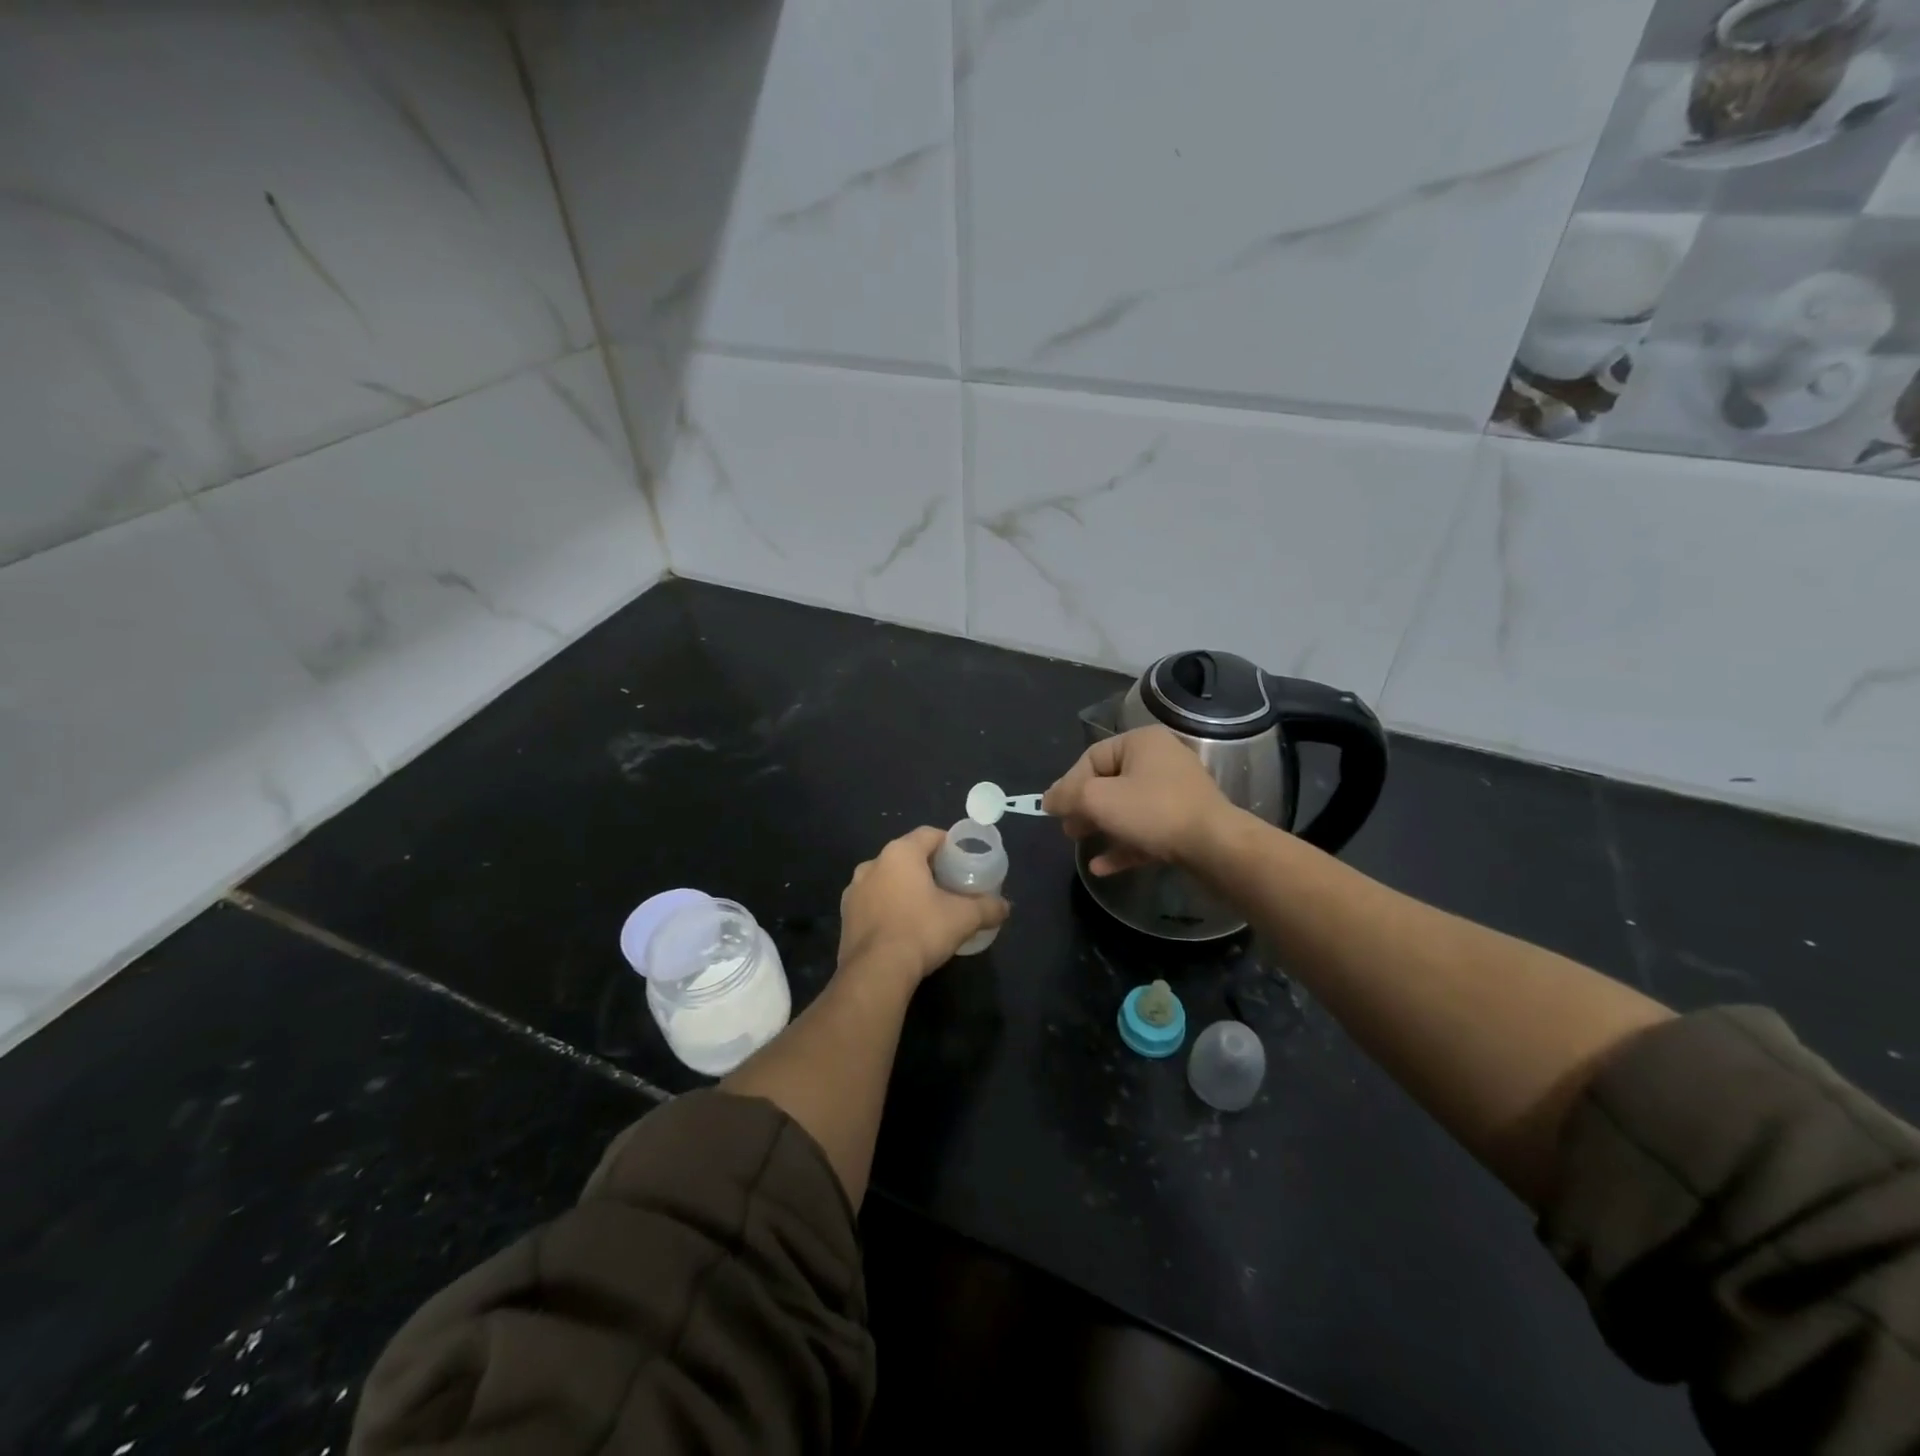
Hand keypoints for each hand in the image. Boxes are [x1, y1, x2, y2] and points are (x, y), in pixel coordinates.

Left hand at [837, 827, 1009, 985]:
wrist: (876, 972)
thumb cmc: (921, 931)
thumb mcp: (964, 918)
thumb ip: (988, 907)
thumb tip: (1005, 907)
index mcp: (900, 853)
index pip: (929, 834)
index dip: (949, 844)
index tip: (964, 860)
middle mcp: (872, 863)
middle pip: (907, 856)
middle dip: (928, 868)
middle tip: (949, 886)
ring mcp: (854, 891)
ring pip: (887, 880)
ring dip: (904, 888)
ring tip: (926, 908)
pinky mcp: (845, 916)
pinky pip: (873, 903)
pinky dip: (888, 908)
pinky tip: (903, 928)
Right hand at [1043, 726, 1232, 874]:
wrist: (1215, 847)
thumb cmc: (1152, 811)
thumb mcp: (1098, 799)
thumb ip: (1067, 796)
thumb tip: (1048, 800)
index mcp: (1141, 742)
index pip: (1091, 758)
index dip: (1068, 784)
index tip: (1054, 811)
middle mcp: (1160, 760)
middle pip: (1109, 782)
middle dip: (1083, 807)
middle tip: (1067, 829)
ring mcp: (1175, 793)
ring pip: (1126, 808)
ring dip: (1100, 826)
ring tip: (1079, 844)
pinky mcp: (1184, 823)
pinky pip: (1145, 830)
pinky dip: (1123, 844)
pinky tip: (1102, 867)